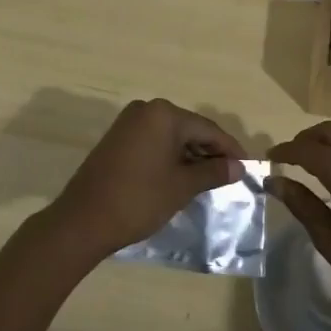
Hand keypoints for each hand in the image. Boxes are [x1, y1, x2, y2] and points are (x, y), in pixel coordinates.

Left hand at [50, 99, 244, 258]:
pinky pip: (154, 142)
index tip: (248, 167)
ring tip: (210, 179)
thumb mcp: (182, 186)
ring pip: (171, 136)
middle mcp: (146, 110)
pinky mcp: (118, 139)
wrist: (83, 220)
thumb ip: (213, 172)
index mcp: (164, 114)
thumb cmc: (139, 200)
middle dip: (211, 152)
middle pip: (189, 129)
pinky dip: (171, 156)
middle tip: (231, 175)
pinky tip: (182, 176)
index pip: (208, 129)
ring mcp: (129, 123)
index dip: (230, 149)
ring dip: (191, 155)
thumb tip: (238, 167)